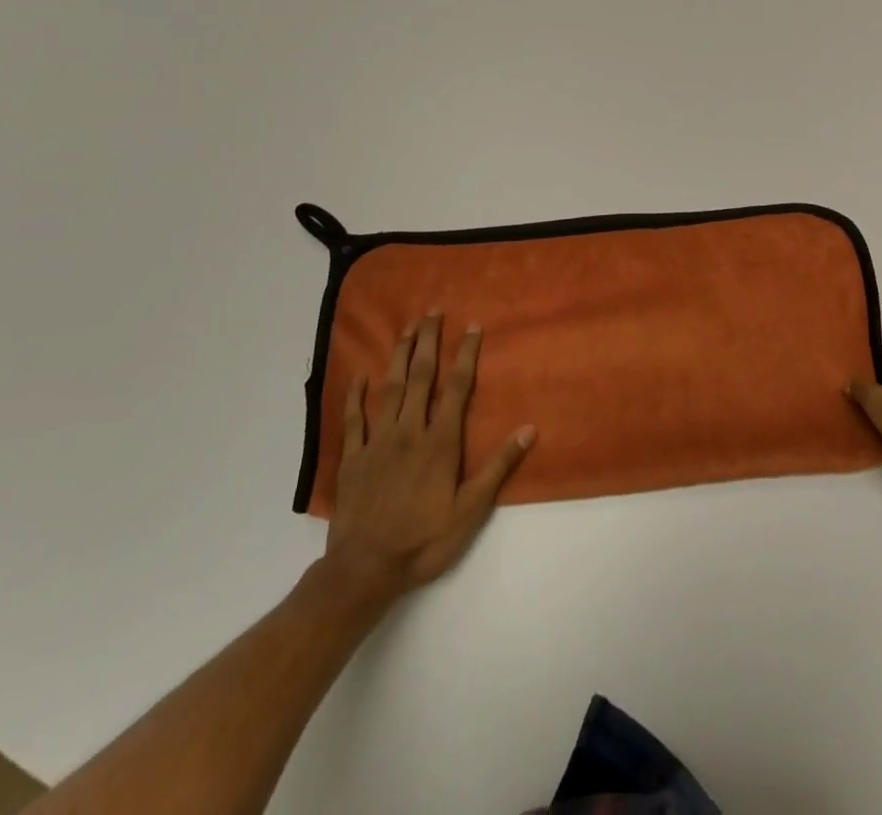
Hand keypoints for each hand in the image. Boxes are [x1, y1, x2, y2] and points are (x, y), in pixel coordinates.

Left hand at [322, 312, 534, 597]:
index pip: (456, 388)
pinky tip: (359, 375)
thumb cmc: (424, 540)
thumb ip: (498, 467)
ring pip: (389, 389)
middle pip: (421, 377)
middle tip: (433, 311)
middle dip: (429, 342)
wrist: (364, 570)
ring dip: (399, 356)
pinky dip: (356, 395)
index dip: (465, 355)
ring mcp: (377, 442)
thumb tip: (529, 429)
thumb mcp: (470, 510)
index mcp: (439, 442)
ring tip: (407, 328)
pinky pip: (354, 419)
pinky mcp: (353, 458)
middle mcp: (409, 432)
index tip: (471, 326)